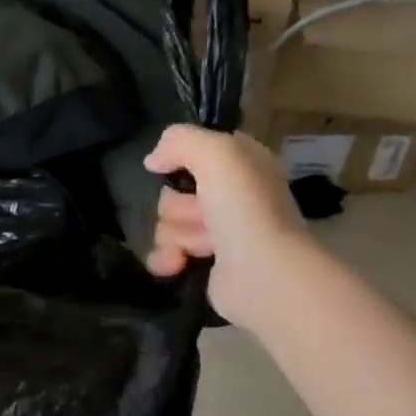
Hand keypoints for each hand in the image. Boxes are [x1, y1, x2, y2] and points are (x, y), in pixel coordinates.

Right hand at [143, 125, 313, 330]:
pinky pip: (167, 252)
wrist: (263, 274)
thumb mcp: (217, 153)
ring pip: (168, 223)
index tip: (174, 169)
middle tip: (203, 215)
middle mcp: (232, 196)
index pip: (198, 150)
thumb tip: (152, 161)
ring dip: (176, 235)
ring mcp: (220, 232)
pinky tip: (175, 264)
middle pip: (174, 191)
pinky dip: (166, 258)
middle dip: (178, 206)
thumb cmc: (245, 208)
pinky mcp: (207, 264)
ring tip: (201, 247)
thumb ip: (180, 141)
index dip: (182, 158)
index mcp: (242, 165)